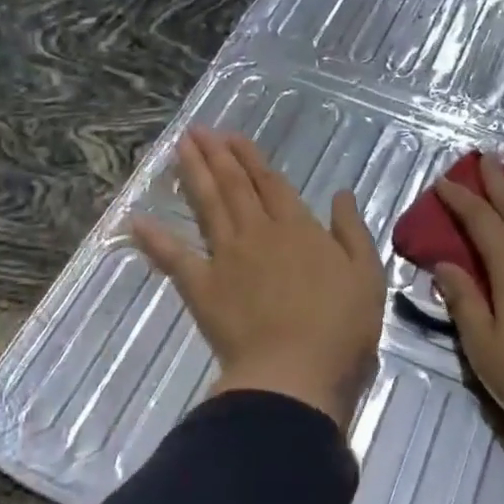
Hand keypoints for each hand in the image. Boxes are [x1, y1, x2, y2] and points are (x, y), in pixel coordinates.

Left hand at [130, 129, 385, 428]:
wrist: (295, 372)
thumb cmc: (340, 327)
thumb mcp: (366, 274)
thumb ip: (351, 230)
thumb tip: (341, 193)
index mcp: (298, 228)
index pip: (270, 183)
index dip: (251, 158)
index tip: (232, 136)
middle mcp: (258, 232)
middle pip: (234, 186)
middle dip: (216, 155)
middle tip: (197, 130)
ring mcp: (226, 257)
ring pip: (207, 206)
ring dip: (193, 175)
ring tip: (179, 148)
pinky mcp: (202, 287)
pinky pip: (174, 258)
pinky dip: (155, 239)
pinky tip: (137, 220)